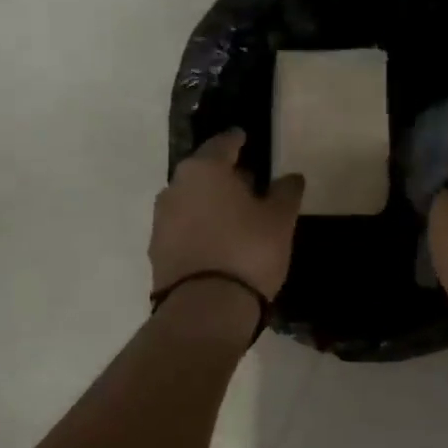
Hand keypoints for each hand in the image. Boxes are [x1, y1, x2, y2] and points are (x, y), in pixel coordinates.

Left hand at [151, 130, 304, 303]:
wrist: (205, 309)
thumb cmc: (248, 251)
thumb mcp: (279, 220)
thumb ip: (286, 192)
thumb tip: (291, 177)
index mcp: (204, 170)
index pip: (223, 144)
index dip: (237, 140)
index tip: (245, 138)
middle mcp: (175, 187)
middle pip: (203, 172)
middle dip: (224, 175)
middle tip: (248, 182)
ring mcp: (161, 219)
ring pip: (190, 200)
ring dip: (210, 203)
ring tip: (235, 216)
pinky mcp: (157, 250)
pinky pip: (183, 227)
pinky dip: (199, 227)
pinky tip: (218, 242)